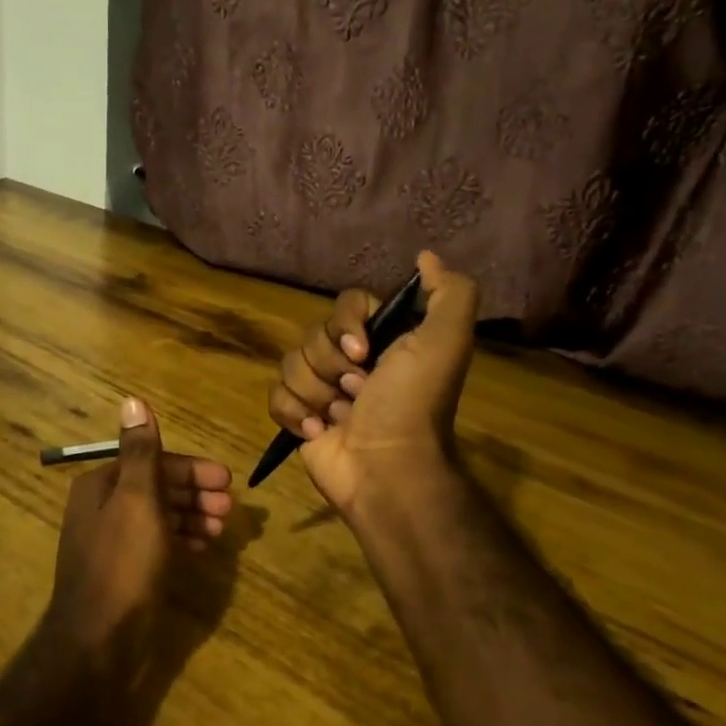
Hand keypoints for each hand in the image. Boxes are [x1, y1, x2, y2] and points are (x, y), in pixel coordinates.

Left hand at [48, 398, 232, 669]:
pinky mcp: (124, 571)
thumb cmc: (122, 563)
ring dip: (192, 517)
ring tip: (221, 530)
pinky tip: (202, 548)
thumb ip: (141, 452)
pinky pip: (158, 544)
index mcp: (102, 485)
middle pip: (157, 488)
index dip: (191, 470)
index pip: (153, 463)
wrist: (98, 641)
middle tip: (230, 509)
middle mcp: (103, 507)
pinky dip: (181, 540)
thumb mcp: (136, 500)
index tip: (226, 480)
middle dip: (195, 494)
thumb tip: (133, 399)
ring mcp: (113, 541)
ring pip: (160, 517)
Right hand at [268, 252, 479, 519]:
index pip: (346, 304)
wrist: (386, 470)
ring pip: (291, 364)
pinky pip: (275, 396)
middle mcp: (352, 361)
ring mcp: (323, 390)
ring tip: (339, 417)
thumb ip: (449, 293)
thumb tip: (426, 256)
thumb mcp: (446, 342)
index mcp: (383, 341)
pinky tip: (317, 431)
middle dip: (331, 365)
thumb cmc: (412, 405)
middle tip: (357, 392)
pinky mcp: (299, 418)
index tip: (364, 352)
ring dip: (315, 392)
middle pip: (314, 334)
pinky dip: (294, 414)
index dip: (348, 324)